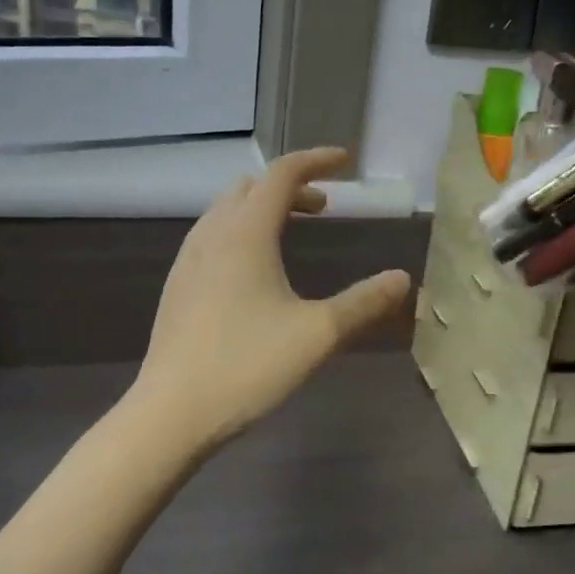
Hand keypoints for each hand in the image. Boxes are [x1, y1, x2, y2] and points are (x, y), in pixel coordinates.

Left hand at [130, 148, 411, 454]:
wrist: (171, 413)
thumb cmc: (247, 366)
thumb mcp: (318, 334)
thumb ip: (364, 302)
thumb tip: (403, 279)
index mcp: (246, 233)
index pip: (282, 173)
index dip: (316, 160)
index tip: (345, 161)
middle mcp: (212, 234)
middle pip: (252, 186)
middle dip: (291, 186)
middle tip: (324, 208)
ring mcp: (188, 259)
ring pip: (227, 210)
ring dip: (262, 207)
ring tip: (292, 233)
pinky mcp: (178, 285)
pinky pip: (212, 235)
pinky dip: (240, 230)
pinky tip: (254, 271)